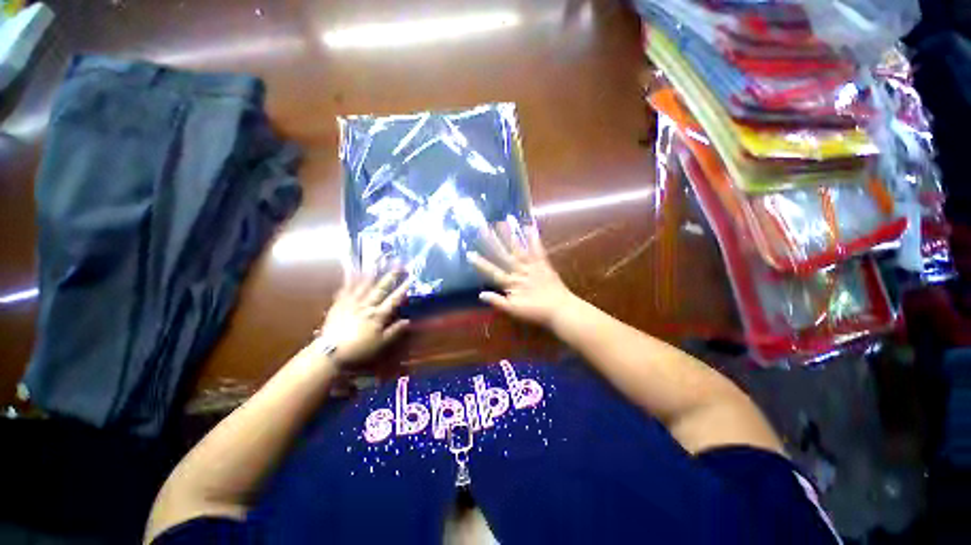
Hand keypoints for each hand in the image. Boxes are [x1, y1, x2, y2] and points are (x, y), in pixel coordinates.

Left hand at [317, 270, 411, 366]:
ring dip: (372, 271)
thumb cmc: (358, 349)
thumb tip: (408, 321)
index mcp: (377, 315)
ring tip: (378, 260)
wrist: (329, 352)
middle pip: (380, 288)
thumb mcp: (380, 343)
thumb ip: (394, 331)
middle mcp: (366, 305)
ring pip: (364, 284)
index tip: (412, 278)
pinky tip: (352, 268)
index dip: (404, 289)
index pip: (394, 300)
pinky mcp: (339, 303)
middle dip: (391, 275)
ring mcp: (352, 302)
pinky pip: (346, 288)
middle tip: (398, 263)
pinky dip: (349, 277)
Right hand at [468, 222, 577, 326]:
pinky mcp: (543, 264)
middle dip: (492, 242)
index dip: (481, 263)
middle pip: (503, 255)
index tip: (470, 253)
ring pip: (518, 249)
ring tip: (502, 222)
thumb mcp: (513, 311)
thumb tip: (480, 294)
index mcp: (511, 283)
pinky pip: (538, 249)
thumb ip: (497, 301)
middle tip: (483, 228)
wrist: (559, 309)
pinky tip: (529, 227)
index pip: (492, 272)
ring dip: (509, 236)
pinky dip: (533, 238)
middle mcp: (519, 271)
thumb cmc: (535, 312)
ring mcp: (532, 266)